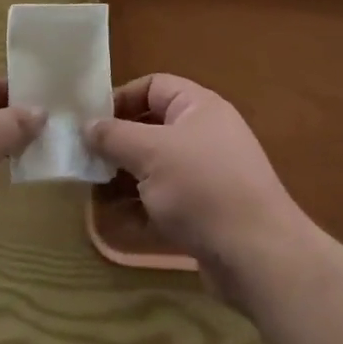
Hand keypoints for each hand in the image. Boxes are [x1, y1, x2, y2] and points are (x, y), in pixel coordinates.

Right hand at [85, 74, 312, 297]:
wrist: (258, 256)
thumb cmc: (202, 188)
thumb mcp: (150, 153)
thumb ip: (114, 136)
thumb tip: (87, 125)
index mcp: (198, 108)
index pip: (153, 86)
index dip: (120, 98)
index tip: (89, 120)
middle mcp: (204, 135)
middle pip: (151, 128)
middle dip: (117, 143)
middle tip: (84, 159)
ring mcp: (206, 176)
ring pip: (155, 167)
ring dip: (124, 178)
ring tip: (92, 191)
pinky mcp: (205, 213)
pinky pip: (165, 201)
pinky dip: (140, 207)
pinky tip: (114, 220)